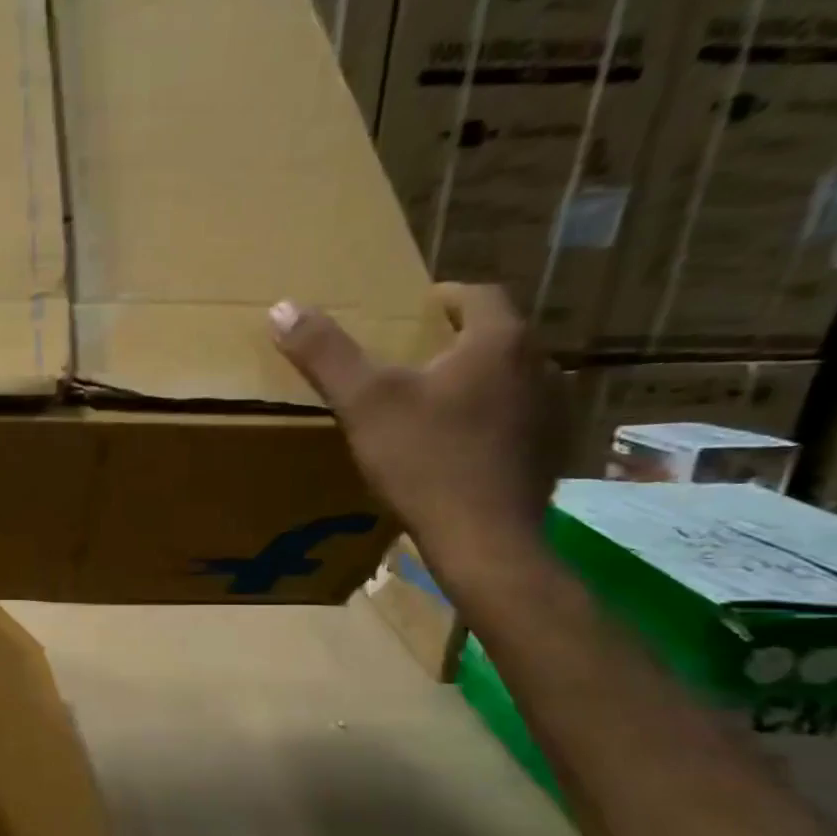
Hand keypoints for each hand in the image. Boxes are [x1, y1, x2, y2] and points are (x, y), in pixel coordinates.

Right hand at [269, 283, 560, 575]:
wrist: (483, 539)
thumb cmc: (423, 461)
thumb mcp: (363, 404)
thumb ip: (325, 354)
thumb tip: (282, 307)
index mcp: (498, 342)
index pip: (477, 295)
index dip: (445, 298)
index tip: (417, 309)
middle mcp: (540, 365)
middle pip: (496, 338)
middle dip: (458, 342)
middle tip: (416, 359)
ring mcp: (554, 412)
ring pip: (511, 380)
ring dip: (479, 382)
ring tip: (438, 403)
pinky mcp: (553, 453)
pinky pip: (520, 421)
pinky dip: (493, 422)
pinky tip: (463, 447)